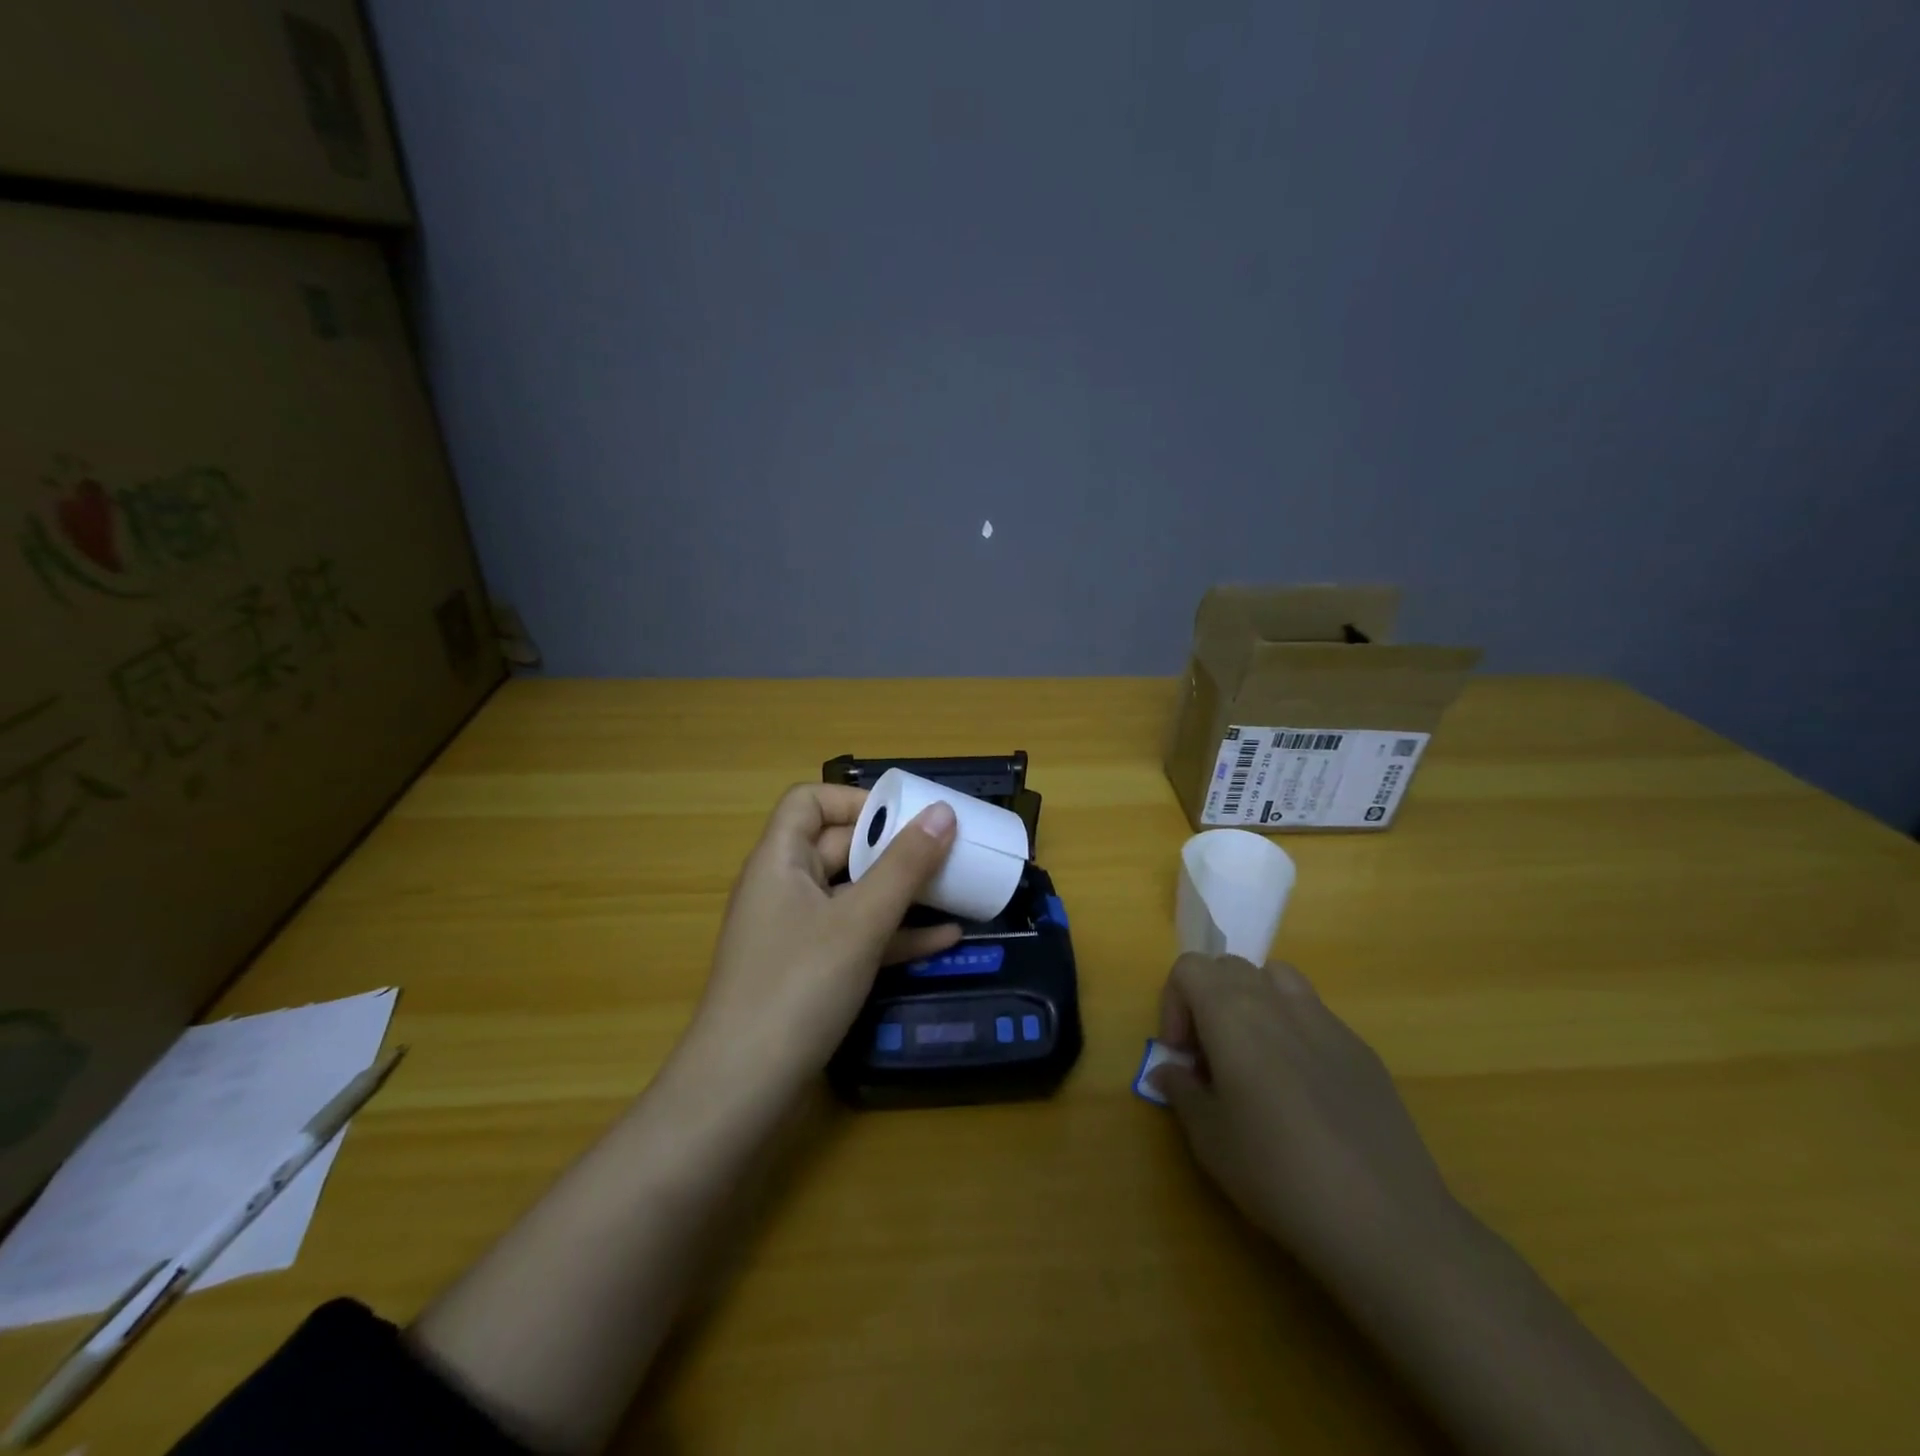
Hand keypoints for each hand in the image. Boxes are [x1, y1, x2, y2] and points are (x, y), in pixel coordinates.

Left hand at [681, 784, 960, 1094]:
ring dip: (901, 891)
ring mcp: (796, 932)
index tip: (905, 816)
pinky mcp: (809, 970)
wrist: (742, 1089)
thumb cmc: (798, 986)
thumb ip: (905, 865)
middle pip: (838, 846)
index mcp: (780, 860)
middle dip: (892, 845)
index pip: (809, 801)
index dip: (855, 800)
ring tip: (954, 888)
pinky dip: (894, 933)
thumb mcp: (860, 921)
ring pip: (853, 893)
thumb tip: (943, 811)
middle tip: (945, 849)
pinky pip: (855, 935)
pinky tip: (943, 940)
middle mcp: (784, 887)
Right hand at [1152, 954, 1457, 1270]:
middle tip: (1211, 1059)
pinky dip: (1293, 1029)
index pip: (1188, 968)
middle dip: (1209, 1001)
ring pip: (1275, 978)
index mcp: (1232, 1014)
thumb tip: (1167, 1070)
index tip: (1182, 1056)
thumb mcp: (1210, 1140)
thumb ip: (1181, 1091)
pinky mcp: (1360, 1048)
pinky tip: (1304, 1089)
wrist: (1386, 1220)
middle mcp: (1276, 1001)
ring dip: (1253, 1002)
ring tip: (1255, 1057)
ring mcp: (1325, 1020)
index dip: (1174, 1004)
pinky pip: (1313, 1013)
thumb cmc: (1279, 1174)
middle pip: (1229, 967)